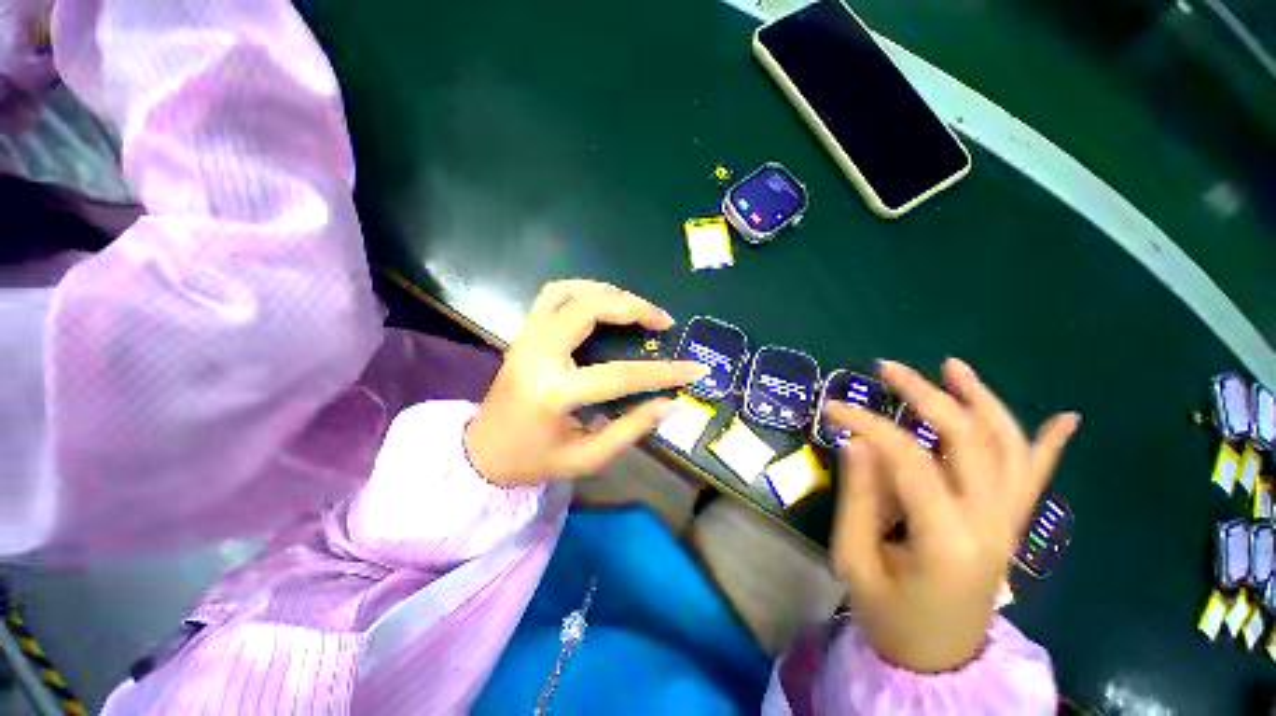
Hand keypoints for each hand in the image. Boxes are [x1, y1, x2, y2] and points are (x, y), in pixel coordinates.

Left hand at [466, 280, 707, 487]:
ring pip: (570, 292)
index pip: (620, 375)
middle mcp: (538, 355)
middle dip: (635, 308)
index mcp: (554, 393)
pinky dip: (582, 289)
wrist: (483, 452)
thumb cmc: (534, 461)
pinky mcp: (523, 333)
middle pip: (591, 311)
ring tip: (637, 308)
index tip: (695, 369)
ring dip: (609, 293)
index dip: (663, 372)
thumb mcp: (588, 457)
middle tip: (664, 321)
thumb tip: (671, 403)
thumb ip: (632, 428)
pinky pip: (552, 294)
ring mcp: (527, 338)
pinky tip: (602, 301)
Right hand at [829, 359, 1079, 672]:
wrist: (937, 662)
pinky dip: (1050, 446)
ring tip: (954, 367)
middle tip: (888, 369)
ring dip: (983, 401)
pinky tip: (1065, 418)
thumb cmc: (890, 617)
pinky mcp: (1010, 527)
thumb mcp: (856, 560)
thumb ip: (859, 499)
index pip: (908, 458)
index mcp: (948, 537)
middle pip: (968, 438)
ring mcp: (1008, 524)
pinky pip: (1035, 480)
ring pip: (1008, 447)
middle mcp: (990, 523)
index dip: (869, 424)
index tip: (834, 408)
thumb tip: (857, 442)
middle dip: (927, 394)